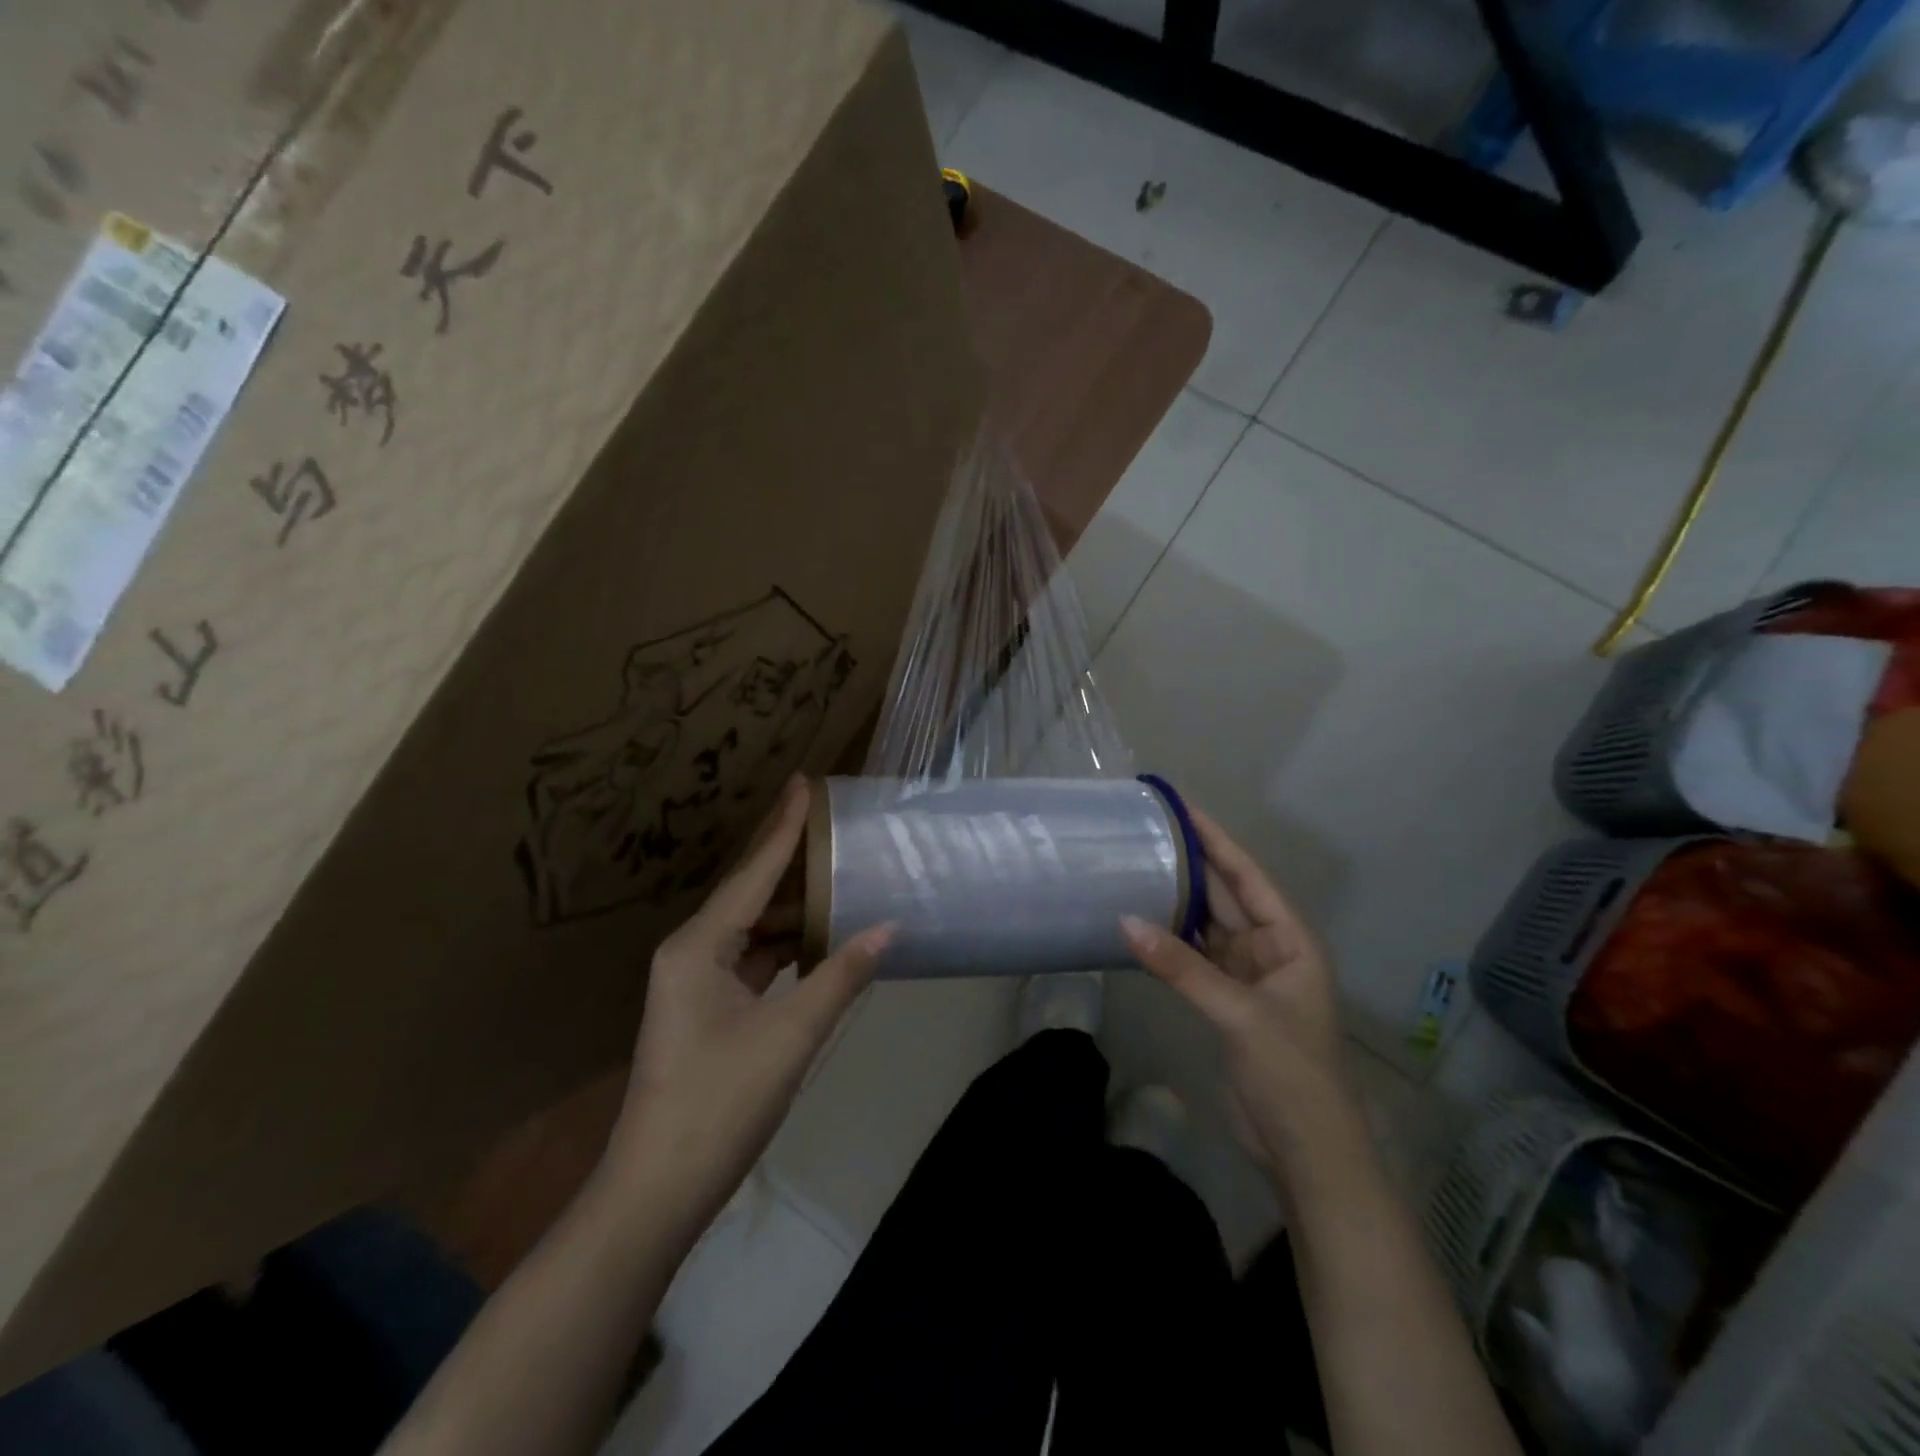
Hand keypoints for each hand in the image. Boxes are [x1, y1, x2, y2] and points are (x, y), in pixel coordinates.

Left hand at [605, 777, 890, 1225]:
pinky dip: (788, 947)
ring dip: (796, 910)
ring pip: (755, 929)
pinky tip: (822, 939)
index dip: (784, 828)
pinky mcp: (708, 1010)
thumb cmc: (720, 1104)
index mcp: (699, 946)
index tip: (805, 785)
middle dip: (793, 863)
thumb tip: (887, 927)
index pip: (753, 873)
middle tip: (835, 828)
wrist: (657, 1191)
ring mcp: (697, 983)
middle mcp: (692, 952)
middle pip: (752, 894)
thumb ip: (839, 976)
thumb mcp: (790, 1036)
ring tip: (841, 877)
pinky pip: (755, 960)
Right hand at [1121, 805, 1350, 1178]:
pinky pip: (1194, 959)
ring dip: (1177, 902)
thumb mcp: (1238, 1012)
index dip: (1216, 840)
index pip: (1248, 876)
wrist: (1305, 1151)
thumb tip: (1124, 921)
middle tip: (1148, 831)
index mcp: (1291, 940)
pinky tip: (1142, 923)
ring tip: (1137, 866)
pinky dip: (1170, 943)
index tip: (1182, 808)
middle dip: (1192, 864)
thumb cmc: (1291, 1073)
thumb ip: (1181, 966)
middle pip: (1226, 896)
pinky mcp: (1225, 1002)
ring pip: (1207, 927)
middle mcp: (1270, 949)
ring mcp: (1246, 976)